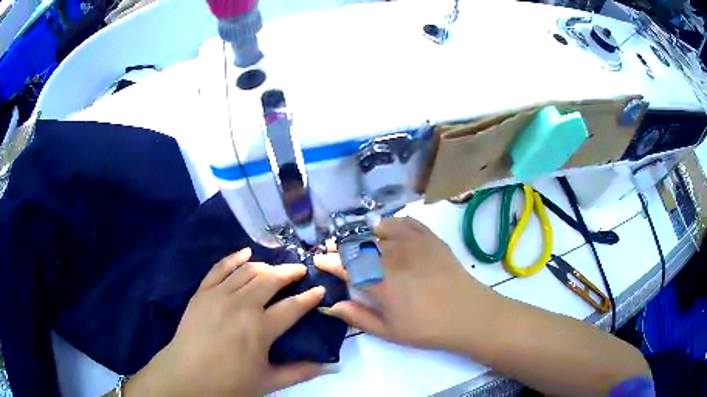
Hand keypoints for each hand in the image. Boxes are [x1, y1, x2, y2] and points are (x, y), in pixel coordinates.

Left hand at [123, 248, 326, 396]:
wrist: (187, 376)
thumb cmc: (229, 382)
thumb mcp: (269, 381)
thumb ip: (301, 372)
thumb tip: (332, 367)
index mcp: (261, 328)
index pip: (293, 306)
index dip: (310, 297)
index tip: (320, 289)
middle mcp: (242, 305)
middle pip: (271, 279)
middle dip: (290, 272)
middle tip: (300, 270)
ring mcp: (219, 295)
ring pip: (248, 270)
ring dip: (266, 266)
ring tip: (276, 268)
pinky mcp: (202, 292)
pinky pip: (220, 268)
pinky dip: (234, 258)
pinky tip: (245, 253)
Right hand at [316, 217, 500, 352]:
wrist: (468, 314)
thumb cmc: (427, 328)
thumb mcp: (388, 331)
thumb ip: (357, 317)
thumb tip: (330, 305)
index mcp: (380, 282)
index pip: (345, 266)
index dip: (329, 262)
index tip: (319, 260)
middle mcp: (392, 257)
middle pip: (358, 244)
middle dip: (341, 246)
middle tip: (333, 250)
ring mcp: (412, 243)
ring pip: (377, 229)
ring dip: (360, 233)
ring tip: (355, 239)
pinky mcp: (429, 237)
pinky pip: (403, 221)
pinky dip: (389, 223)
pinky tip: (384, 229)